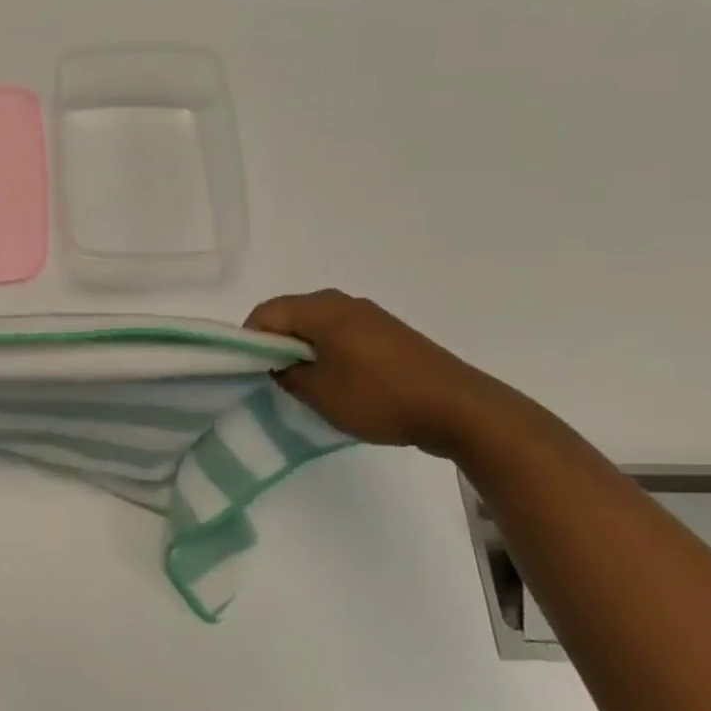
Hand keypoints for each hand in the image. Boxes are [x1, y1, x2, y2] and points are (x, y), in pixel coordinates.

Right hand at [246, 290, 526, 458]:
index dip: (250, 340)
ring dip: (305, 349)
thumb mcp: (320, 394)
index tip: (250, 371)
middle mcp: (343, 302)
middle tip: (275, 379)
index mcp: (321, 309)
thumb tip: (278, 364)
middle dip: (276, 344)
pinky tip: (341, 382)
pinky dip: (330, 352)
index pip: (266, 312)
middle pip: (291, 314)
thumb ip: (287, 374)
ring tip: (308, 384)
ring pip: (318, 325)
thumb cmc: (380, 397)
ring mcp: (370, 315)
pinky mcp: (389, 333)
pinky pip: (343, 334)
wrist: (460, 408)